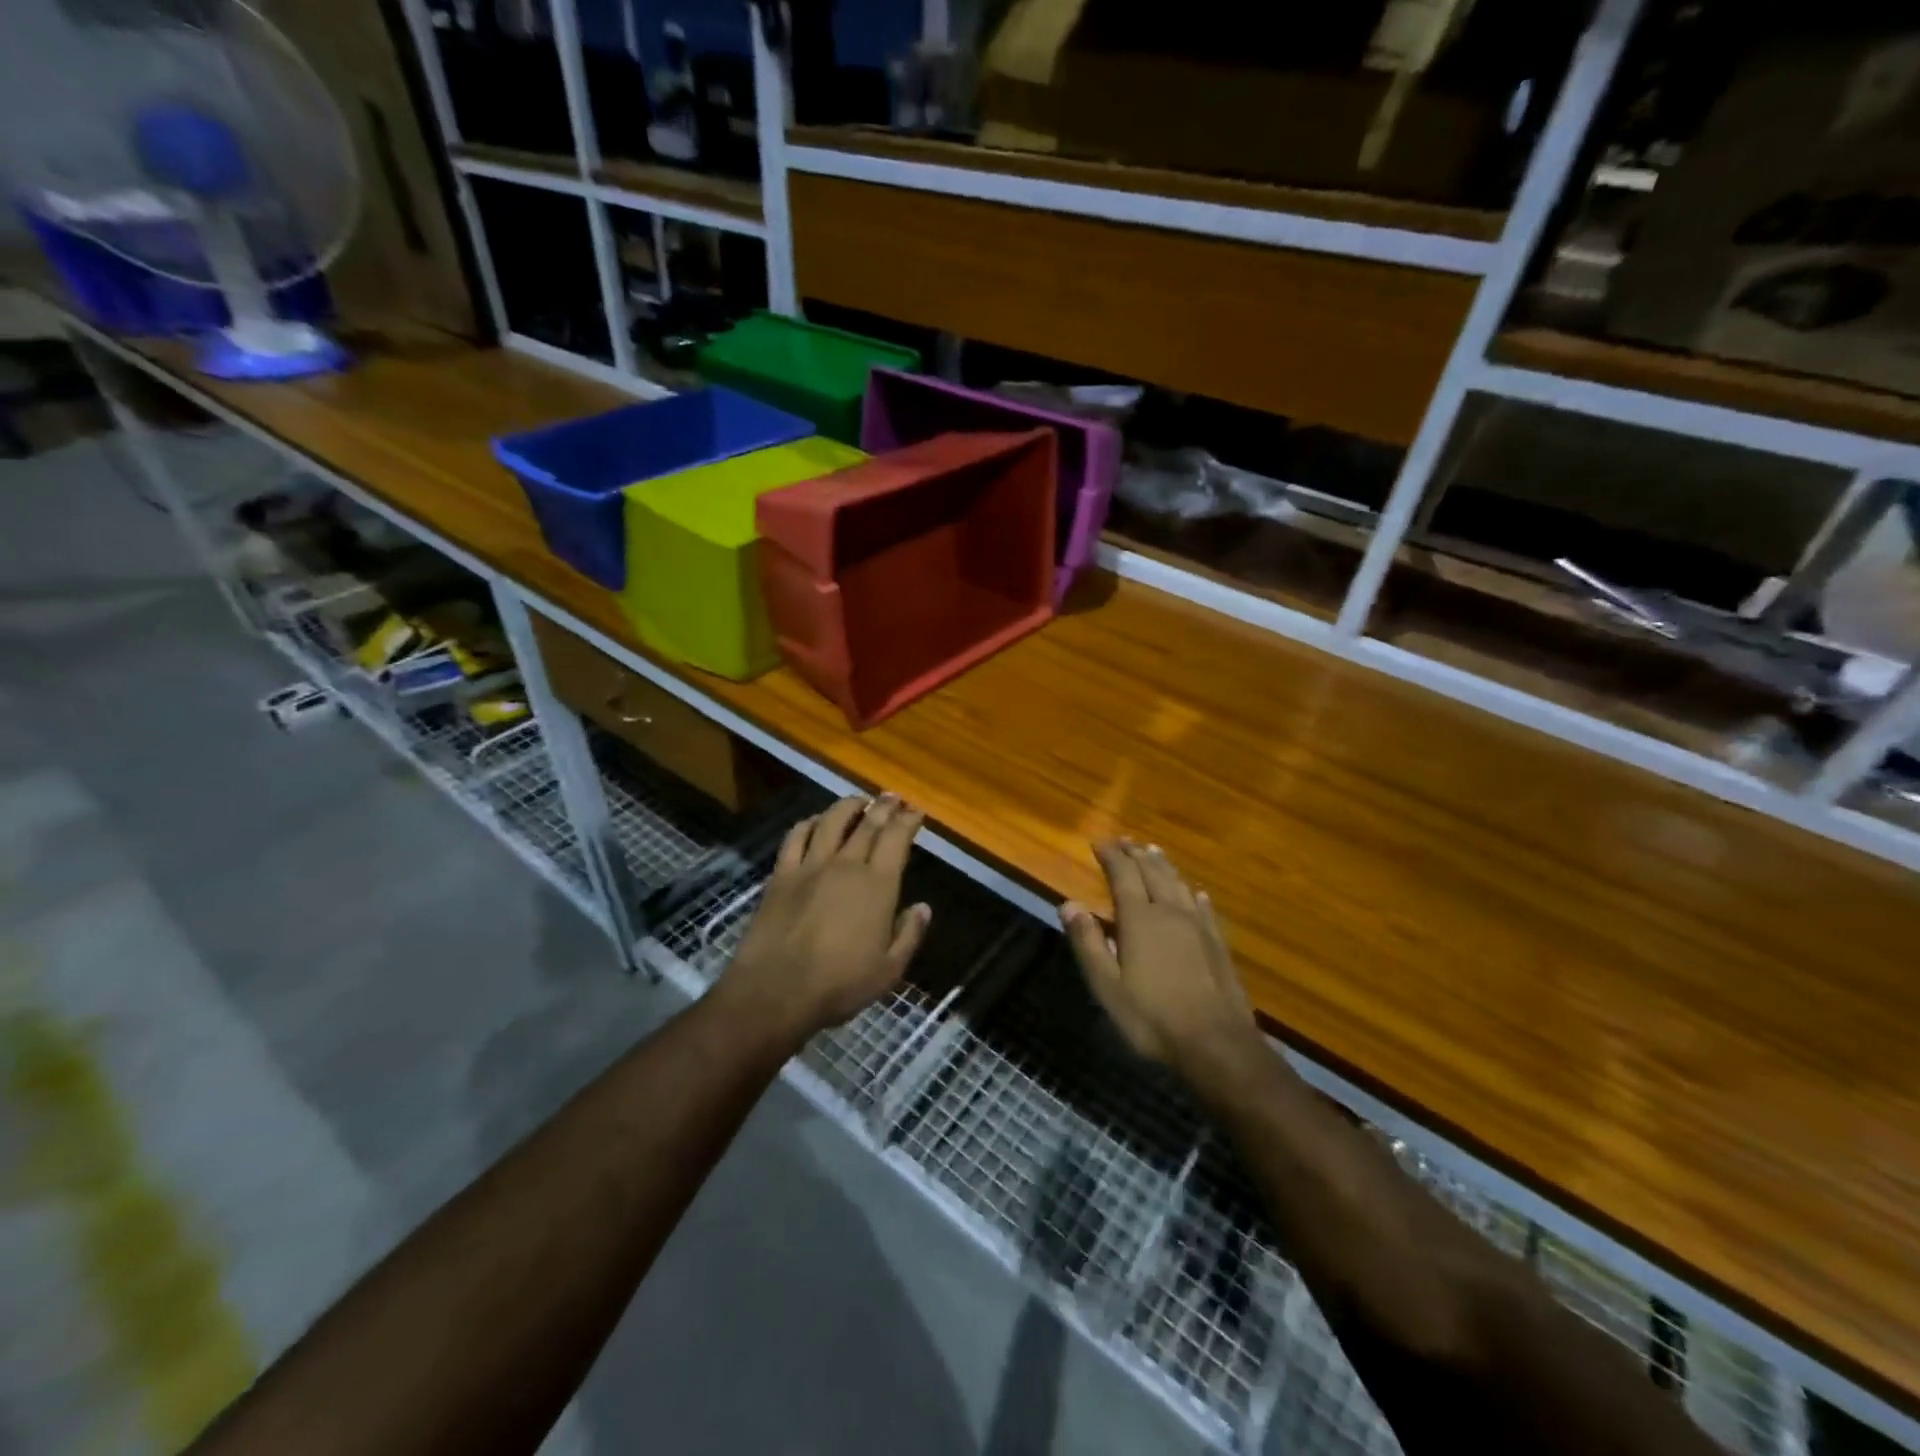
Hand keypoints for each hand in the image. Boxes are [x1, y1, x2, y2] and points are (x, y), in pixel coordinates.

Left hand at [719, 795, 931, 1040]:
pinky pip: (795, 837)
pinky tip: (814, 822)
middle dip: (883, 806)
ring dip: (847, 806)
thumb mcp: (889, 970)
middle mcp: (846, 865)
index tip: (916, 811)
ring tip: (857, 801)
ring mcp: (810, 866)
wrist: (776, 991)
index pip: (896, 839)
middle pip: (867, 823)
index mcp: (877, 885)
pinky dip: (808, 823)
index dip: (908, 820)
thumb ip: (909, 935)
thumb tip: (923, 907)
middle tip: (892, 797)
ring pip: (831, 821)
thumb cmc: (839, 985)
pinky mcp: (781, 875)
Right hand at [1060, 840, 1256, 1074]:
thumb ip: (1088, 942)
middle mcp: (1170, 912)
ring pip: (1179, 884)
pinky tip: (1196, 892)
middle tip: (1125, 841)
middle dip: (1136, 854)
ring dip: (1164, 866)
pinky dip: (1194, 894)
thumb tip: (1068, 904)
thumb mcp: (1107, 985)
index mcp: (1140, 919)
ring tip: (1154, 853)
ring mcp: (1198, 926)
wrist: (1216, 1044)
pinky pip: (1204, 908)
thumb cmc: (1152, 1017)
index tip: (1099, 842)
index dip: (1111, 856)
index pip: (1123, 875)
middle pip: (1153, 872)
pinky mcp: (1218, 943)